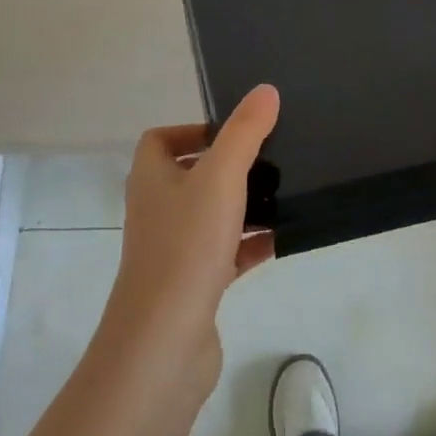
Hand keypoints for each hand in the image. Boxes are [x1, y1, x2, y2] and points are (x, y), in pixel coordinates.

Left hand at [98, 84, 278, 406]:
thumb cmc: (186, 247)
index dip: (192, 130)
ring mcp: (173, 250)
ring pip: (211, 215)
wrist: (163, 345)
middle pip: (190, 175)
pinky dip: (251, 244)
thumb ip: (245, 132)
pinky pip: (226, 253)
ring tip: (285, 193)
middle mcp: (157, 209)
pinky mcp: (193, 285)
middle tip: (270, 159)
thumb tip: (266, 90)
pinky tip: (282, 240)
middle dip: (228, 166)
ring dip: (244, 205)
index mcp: (150, 178)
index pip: (160, 139)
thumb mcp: (220, 177)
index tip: (233, 133)